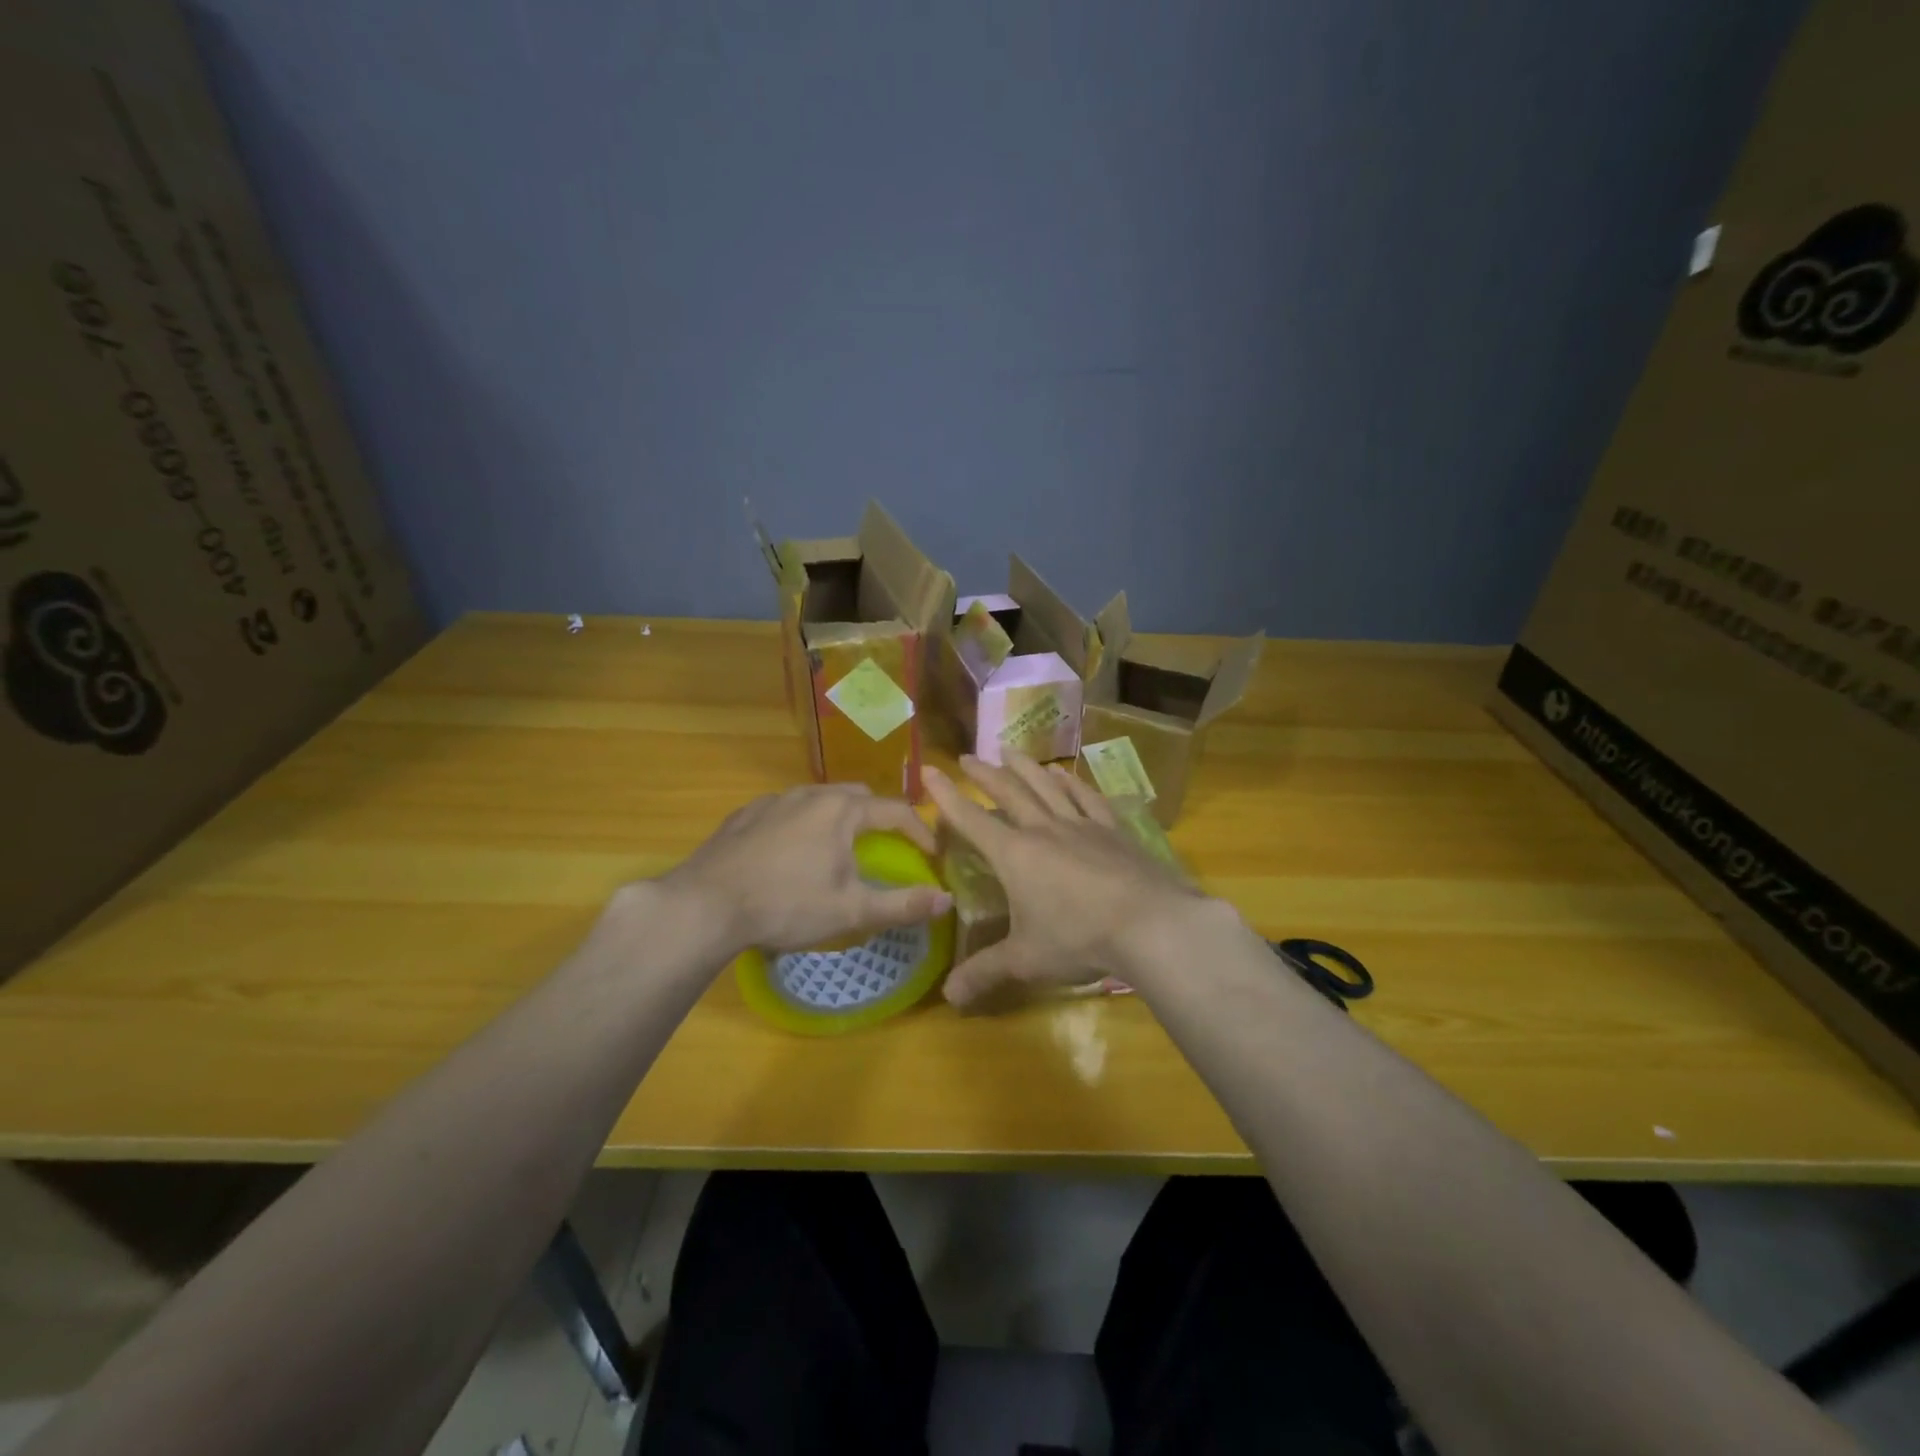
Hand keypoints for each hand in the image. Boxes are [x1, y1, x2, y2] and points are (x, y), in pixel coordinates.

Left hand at [659, 784, 950, 955]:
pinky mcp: (745, 815)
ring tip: (838, 849)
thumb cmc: (786, 905)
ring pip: (819, 800)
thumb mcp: (851, 910)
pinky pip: (786, 810)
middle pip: (857, 796)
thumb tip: (947, 901)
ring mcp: (773, 800)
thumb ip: (903, 904)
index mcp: (842, 810)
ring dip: (838, 819)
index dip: (919, 832)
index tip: (931, 855)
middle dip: (878, 818)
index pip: (896, 811)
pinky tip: (791, 853)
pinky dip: (802, 824)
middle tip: (885, 847)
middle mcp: (810, 794)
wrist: (705, 905)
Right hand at [923, 752, 1204, 1007]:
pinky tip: (1065, 775)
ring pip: (1047, 786)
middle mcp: (1044, 829)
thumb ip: (985, 973)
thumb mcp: (1026, 960)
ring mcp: (1081, 825)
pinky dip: (1072, 783)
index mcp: (1015, 854)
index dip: (946, 796)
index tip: (928, 770)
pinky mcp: (1113, 830)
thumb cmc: (1079, 939)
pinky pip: (1087, 798)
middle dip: (984, 774)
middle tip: (967, 757)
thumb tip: (948, 998)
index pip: (971, 819)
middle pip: (1009, 792)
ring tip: (1010, 751)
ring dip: (1025, 767)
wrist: (1150, 924)